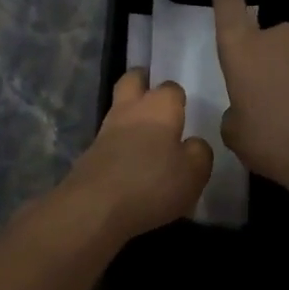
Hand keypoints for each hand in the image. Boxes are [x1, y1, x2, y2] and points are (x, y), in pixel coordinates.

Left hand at [57, 71, 212, 241]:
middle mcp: (130, 110)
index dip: (178, 97)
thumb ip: (199, 152)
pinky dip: (118, 144)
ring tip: (146, 137)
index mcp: (159, 107)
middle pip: (132, 80)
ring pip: (118, 109)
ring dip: (129, 116)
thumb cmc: (152, 184)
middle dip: (143, 82)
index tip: (183, 110)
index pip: (171, 88)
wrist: (94, 209)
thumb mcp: (194, 173)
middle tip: (155, 98)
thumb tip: (193, 144)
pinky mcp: (89, 155)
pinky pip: (108, 139)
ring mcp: (105, 131)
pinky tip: (130, 163)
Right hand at [213, 0, 288, 191]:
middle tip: (258, 93)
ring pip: (288, 55)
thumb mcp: (235, 135)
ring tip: (287, 111)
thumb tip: (243, 110)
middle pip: (261, 37)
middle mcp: (276, 38)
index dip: (226, 4)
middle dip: (259, 59)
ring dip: (285, 74)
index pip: (230, 5)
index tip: (224, 10)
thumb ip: (233, 113)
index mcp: (243, 48)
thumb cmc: (273, 139)